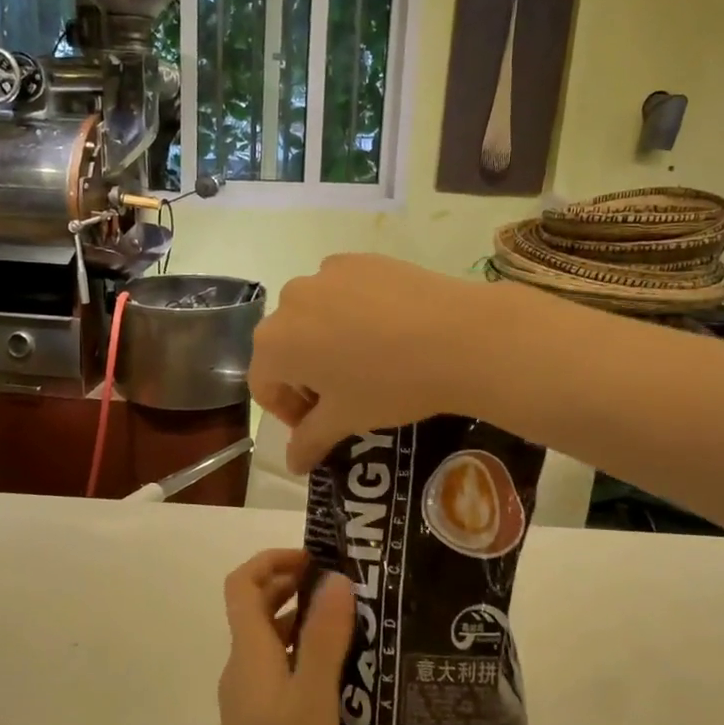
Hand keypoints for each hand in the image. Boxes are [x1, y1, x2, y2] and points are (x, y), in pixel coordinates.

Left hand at [209, 549, 356, 724]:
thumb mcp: (315, 700)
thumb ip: (325, 638)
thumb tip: (335, 579)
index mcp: (249, 655)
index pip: (242, 585)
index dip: (272, 561)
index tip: (315, 559)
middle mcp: (243, 670)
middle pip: (255, 607)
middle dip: (292, 585)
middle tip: (342, 585)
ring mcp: (250, 700)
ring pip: (270, 640)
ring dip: (302, 619)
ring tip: (351, 621)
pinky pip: (280, 670)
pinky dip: (305, 654)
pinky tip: (343, 672)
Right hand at [250, 254, 486, 471]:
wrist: (458, 336)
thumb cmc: (390, 384)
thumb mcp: (346, 419)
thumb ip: (309, 440)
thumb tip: (292, 465)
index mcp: (275, 343)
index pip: (264, 385)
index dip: (288, 412)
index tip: (319, 425)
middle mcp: (289, 300)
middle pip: (285, 346)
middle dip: (305, 375)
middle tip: (343, 396)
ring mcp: (325, 273)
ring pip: (313, 316)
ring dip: (326, 340)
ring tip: (368, 360)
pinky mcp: (360, 259)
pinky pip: (341, 291)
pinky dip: (351, 312)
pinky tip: (388, 330)